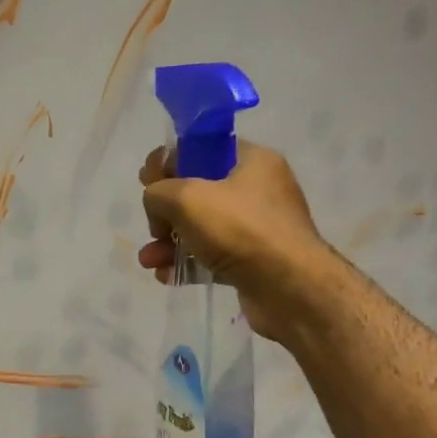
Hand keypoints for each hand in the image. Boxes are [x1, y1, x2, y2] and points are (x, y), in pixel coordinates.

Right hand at [138, 142, 327, 340]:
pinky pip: (211, 256)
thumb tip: (156, 204)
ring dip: (169, 243)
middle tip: (152, 228)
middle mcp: (257, 190)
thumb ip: (158, 192)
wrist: (290, 288)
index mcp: (251, 161)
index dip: (170, 162)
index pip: (202, 149)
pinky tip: (167, 276)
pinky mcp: (252, 261)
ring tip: (148, 260)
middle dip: (166, 212)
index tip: (146, 182)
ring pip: (201, 228)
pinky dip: (187, 264)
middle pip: (198, 192)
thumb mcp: (186, 198)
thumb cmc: (240, 230)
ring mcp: (256, 228)